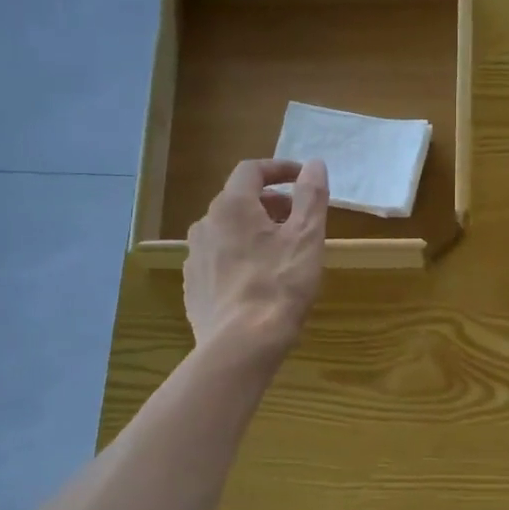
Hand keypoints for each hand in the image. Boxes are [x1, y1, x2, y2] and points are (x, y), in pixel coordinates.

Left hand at [185, 158, 329, 358]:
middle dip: (270, 204)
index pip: (252, 170)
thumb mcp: (306, 238)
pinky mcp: (193, 286)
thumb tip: (315, 164)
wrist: (240, 345)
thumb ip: (311, 196)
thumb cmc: (279, 286)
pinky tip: (257, 282)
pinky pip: (218, 260)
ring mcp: (194, 257)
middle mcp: (205, 224)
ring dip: (253, 232)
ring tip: (280, 254)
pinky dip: (239, 258)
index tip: (302, 177)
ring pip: (226, 232)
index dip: (279, 169)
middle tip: (297, 221)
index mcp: (232, 206)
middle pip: (238, 201)